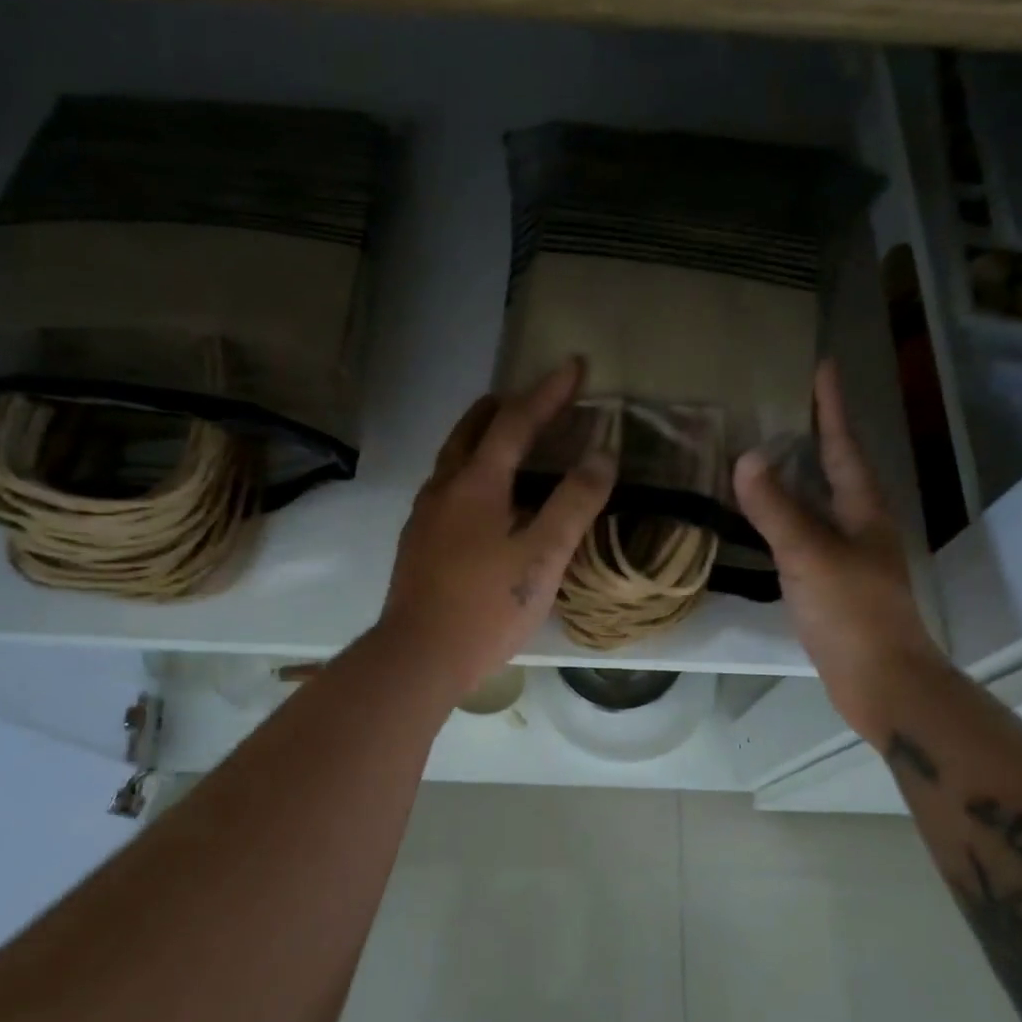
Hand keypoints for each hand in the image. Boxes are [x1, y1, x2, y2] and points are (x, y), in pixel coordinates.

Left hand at [378, 359, 614, 697]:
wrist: (418, 656)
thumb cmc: (486, 606)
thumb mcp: (543, 556)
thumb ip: (574, 503)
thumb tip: (602, 454)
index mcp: (476, 483)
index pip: (516, 421)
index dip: (549, 392)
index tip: (575, 365)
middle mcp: (444, 487)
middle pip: (473, 428)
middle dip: (507, 405)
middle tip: (538, 399)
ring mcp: (425, 514)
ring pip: (454, 457)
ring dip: (484, 437)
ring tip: (512, 440)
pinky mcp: (418, 541)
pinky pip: (448, 485)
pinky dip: (472, 470)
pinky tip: (486, 499)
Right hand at [733, 361, 945, 737]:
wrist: (881, 681)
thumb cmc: (853, 612)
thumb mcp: (810, 555)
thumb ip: (777, 509)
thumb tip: (746, 458)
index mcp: (864, 510)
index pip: (844, 446)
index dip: (831, 407)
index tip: (822, 366)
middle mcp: (860, 525)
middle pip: (836, 469)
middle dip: (814, 436)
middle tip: (780, 406)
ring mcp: (848, 556)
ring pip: (819, 503)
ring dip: (797, 477)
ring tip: (765, 454)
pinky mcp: (832, 584)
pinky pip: (804, 535)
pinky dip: (784, 517)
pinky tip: (762, 521)